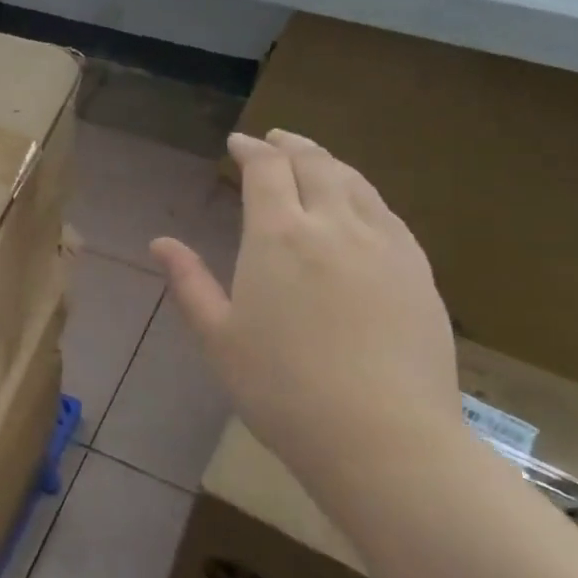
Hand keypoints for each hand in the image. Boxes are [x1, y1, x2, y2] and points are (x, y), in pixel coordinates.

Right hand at [151, 130, 459, 463]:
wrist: (384, 438)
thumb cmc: (282, 390)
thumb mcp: (218, 338)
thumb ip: (188, 283)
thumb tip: (160, 242)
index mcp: (279, 237)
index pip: (266, 170)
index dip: (250, 150)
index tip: (237, 145)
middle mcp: (334, 225)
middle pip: (315, 164)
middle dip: (290, 145)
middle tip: (274, 139)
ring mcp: (384, 245)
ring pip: (356, 182)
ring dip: (329, 162)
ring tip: (314, 160)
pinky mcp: (418, 271)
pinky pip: (387, 213)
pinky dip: (364, 194)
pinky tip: (359, 206)